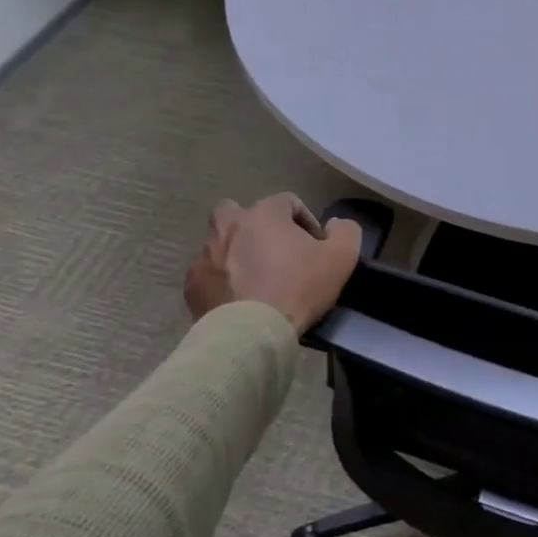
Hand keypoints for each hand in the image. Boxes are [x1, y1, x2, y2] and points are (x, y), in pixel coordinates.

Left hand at [183, 194, 362, 333]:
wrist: (251, 334)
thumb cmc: (298, 288)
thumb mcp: (342, 257)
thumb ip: (346, 230)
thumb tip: (335, 225)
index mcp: (264, 213)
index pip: (288, 202)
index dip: (306, 222)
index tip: (315, 247)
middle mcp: (229, 225)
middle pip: (241, 213)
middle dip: (257, 226)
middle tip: (275, 253)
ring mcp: (205, 255)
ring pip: (220, 243)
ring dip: (236, 253)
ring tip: (255, 279)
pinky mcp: (192, 285)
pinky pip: (208, 273)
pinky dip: (221, 281)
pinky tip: (236, 299)